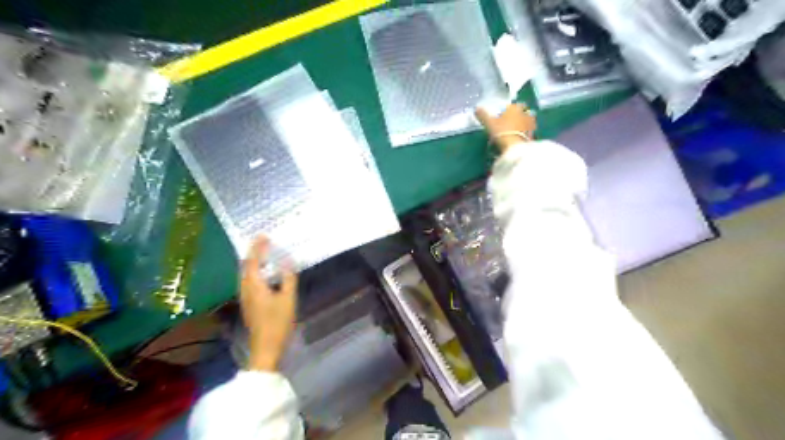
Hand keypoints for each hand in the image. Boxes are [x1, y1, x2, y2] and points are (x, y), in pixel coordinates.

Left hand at [238, 237, 297, 371]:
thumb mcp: (288, 299)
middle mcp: (245, 289)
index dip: (257, 247)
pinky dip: (255, 272)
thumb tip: (287, 261)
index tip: (263, 235)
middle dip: (253, 253)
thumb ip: (288, 278)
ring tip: (264, 254)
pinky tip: (264, 274)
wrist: (266, 348)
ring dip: (253, 262)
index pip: (252, 261)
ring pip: (245, 275)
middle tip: (263, 242)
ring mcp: (245, 298)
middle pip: (245, 267)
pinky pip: (248, 281)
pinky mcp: (249, 304)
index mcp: (254, 286)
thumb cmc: (278, 323)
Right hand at [475, 103, 536, 152]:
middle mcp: (525, 113)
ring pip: (527, 122)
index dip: (509, 109)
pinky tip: (518, 139)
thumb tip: (476, 108)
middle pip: (522, 112)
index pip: (513, 105)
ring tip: (515, 131)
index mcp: (515, 108)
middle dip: (518, 116)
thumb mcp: (489, 123)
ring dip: (523, 124)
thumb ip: (483, 115)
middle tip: (510, 123)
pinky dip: (525, 134)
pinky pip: (529, 132)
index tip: (504, 115)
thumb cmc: (501, 131)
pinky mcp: (533, 135)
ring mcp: (531, 124)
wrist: (514, 147)